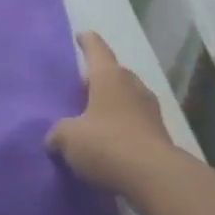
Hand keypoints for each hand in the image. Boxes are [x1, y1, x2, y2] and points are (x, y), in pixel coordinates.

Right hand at [49, 32, 180, 194]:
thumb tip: (54, 138)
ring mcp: (150, 110)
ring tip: (92, 116)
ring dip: (111, 104)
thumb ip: (58, 133)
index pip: (96, 49)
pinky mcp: (159, 135)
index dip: (87, 41)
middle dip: (98, 79)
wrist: (155, 178)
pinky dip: (122, 127)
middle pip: (113, 74)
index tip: (81, 35)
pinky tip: (109, 142)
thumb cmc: (107, 144)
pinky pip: (135, 122)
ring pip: (126, 98)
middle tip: (80, 87)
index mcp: (109, 77)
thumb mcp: (68, 138)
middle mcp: (132, 86)